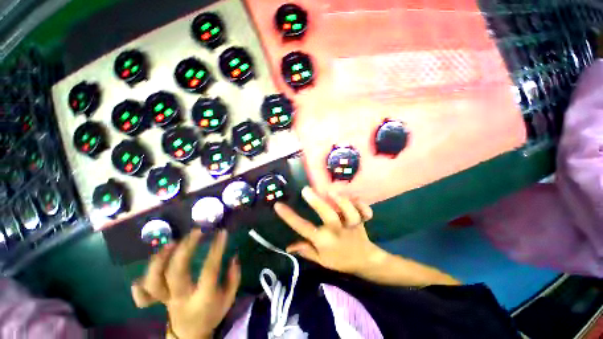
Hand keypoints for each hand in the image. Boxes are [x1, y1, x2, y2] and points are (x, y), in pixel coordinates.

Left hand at [131, 230, 239, 338]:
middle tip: (196, 231)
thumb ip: (234, 278)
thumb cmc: (212, 314)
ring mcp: (165, 299)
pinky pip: (142, 293)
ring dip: (161, 259)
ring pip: (155, 280)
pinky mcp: (157, 300)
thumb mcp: (229, 298)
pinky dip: (142, 279)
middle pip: (176, 272)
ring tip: (173, 242)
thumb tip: (233, 256)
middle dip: (185, 248)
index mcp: (202, 298)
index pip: (209, 270)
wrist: (190, 334)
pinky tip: (153, 263)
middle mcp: (181, 298)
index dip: (216, 249)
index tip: (222, 233)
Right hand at [274, 186, 378, 274]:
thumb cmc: (339, 260)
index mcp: (325, 242)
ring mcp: (351, 226)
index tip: (278, 205)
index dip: (290, 217)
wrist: (365, 261)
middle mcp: (337, 232)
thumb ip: (306, 250)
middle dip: (317, 203)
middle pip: (328, 216)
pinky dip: (361, 204)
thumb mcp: (321, 260)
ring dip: (341, 201)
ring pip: (349, 213)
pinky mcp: (362, 221)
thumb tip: (288, 246)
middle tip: (305, 190)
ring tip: (330, 191)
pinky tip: (354, 197)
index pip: (304, 228)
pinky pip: (364, 212)